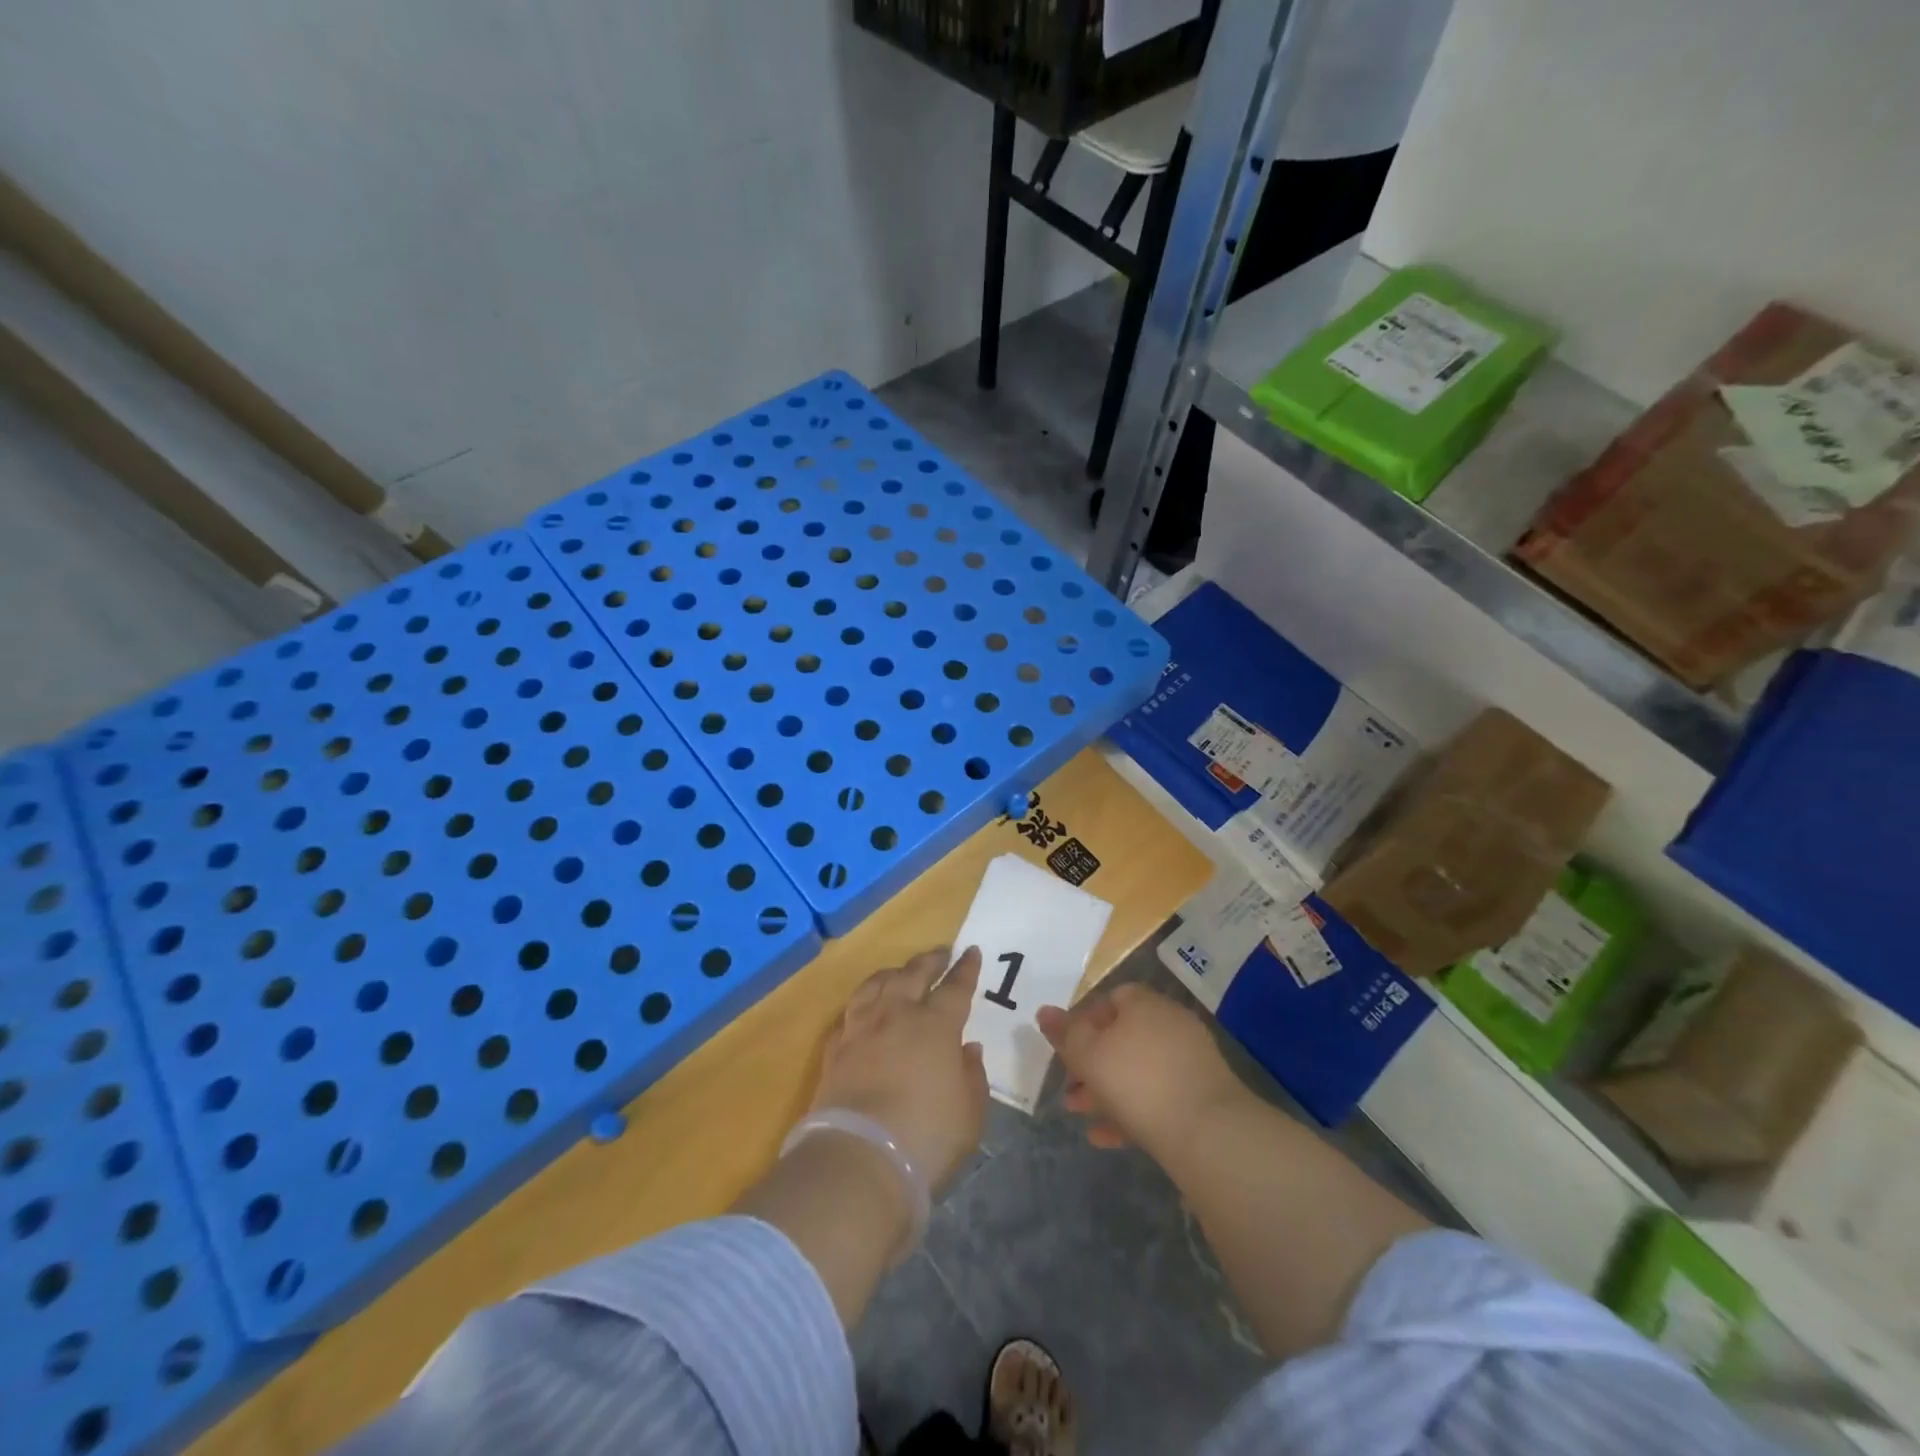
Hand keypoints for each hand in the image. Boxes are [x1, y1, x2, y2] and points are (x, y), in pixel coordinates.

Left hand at [812, 945, 987, 1193]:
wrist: (858, 1160)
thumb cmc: (926, 1137)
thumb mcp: (970, 1113)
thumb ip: (972, 1075)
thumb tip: (967, 1048)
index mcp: (935, 1025)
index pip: (955, 987)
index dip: (965, 968)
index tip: (971, 951)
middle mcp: (897, 1015)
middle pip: (913, 974)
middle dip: (930, 960)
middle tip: (940, 952)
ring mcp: (861, 1029)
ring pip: (876, 984)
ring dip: (893, 973)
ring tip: (900, 972)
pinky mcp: (834, 1049)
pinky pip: (850, 1012)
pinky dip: (863, 1003)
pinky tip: (864, 1008)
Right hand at [1037, 984, 1243, 1157]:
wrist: (1208, 1132)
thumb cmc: (1138, 1081)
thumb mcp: (1089, 1055)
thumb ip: (1065, 1034)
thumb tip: (1045, 1011)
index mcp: (1144, 1004)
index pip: (1111, 998)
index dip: (1085, 1020)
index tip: (1067, 1048)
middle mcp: (1170, 1024)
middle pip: (1123, 1037)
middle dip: (1092, 1063)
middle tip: (1069, 1088)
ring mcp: (1190, 1060)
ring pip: (1138, 1070)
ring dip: (1107, 1091)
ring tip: (1080, 1115)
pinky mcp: (1201, 1096)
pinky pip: (1158, 1096)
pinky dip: (1132, 1112)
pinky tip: (1106, 1138)